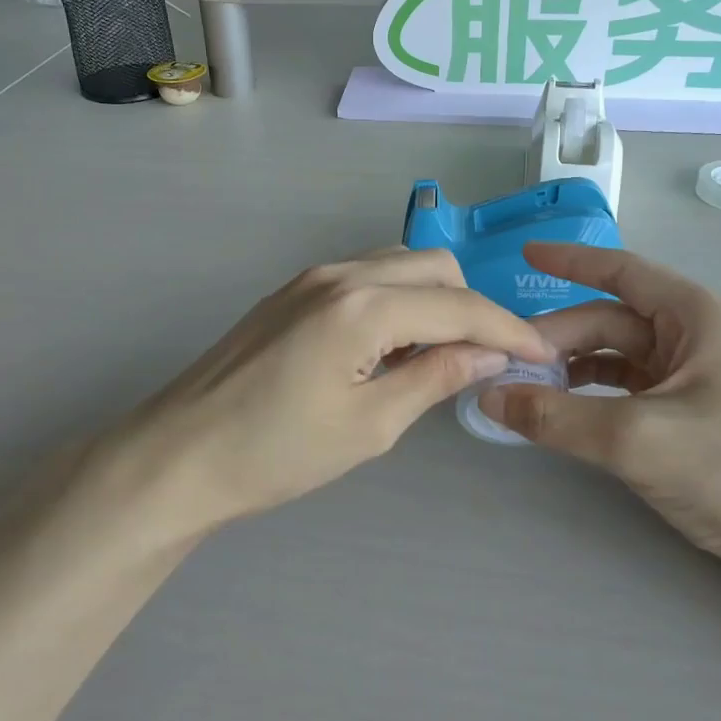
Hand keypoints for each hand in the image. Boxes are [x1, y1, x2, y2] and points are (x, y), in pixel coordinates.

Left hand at [99, 248, 557, 522]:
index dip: (508, 330)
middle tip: (482, 359)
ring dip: (433, 299)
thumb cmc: (275, 453)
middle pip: (434, 267)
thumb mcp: (370, 426)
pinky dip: (397, 300)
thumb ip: (435, 377)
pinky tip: (390, 345)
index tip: (542, 354)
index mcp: (363, 306)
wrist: (178, 455)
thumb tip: (488, 353)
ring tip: (437, 355)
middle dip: (471, 307)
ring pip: (399, 265)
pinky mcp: (293, 291)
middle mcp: (341, 274)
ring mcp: (312, 277)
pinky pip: (366, 277)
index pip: (460, 306)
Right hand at [483, 244, 720, 590]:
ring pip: (624, 354)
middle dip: (562, 337)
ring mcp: (705, 371)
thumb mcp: (634, 441)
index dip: (570, 262)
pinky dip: (598, 391)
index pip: (623, 272)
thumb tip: (489, 398)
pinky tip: (566, 407)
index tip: (524, 257)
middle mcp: (705, 332)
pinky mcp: (701, 406)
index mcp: (703, 316)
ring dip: (576, 366)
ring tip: (528, 386)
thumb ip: (554, 416)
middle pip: (616, 320)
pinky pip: (636, 384)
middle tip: (508, 363)